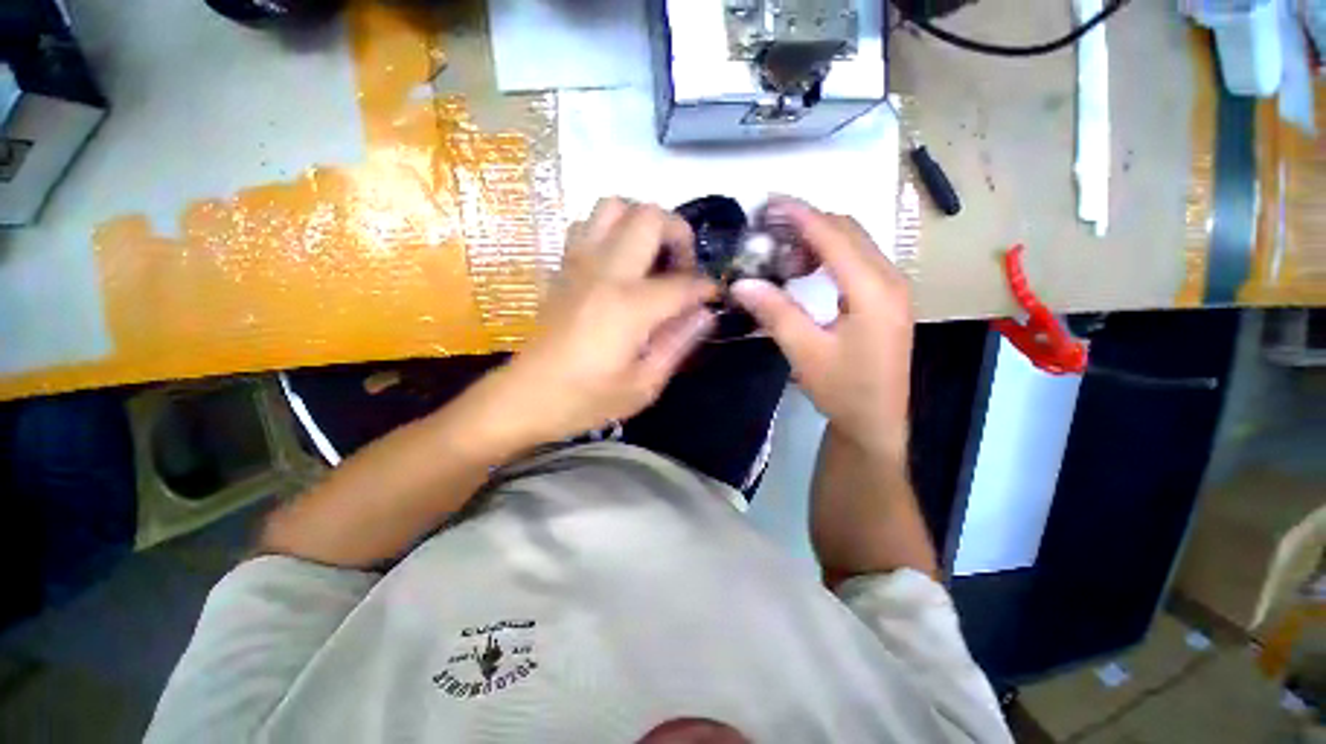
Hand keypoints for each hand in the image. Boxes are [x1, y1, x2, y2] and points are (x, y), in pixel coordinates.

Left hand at [472, 198, 717, 449]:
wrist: (525, 397)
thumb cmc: (586, 399)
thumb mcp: (643, 385)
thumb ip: (678, 343)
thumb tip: (705, 314)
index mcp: (630, 306)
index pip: (683, 283)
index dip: (706, 288)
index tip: (713, 298)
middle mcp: (605, 272)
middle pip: (649, 216)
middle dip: (678, 234)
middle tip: (682, 268)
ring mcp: (579, 264)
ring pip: (613, 207)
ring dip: (641, 224)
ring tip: (651, 259)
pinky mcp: (562, 268)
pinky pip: (587, 226)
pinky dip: (610, 232)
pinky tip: (618, 264)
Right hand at [731, 198, 912, 459]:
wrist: (875, 421)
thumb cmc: (843, 390)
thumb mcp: (805, 351)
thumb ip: (775, 312)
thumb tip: (742, 282)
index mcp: (873, 290)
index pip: (833, 236)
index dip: (800, 215)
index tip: (769, 202)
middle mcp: (890, 279)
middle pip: (848, 231)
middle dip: (808, 222)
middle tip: (768, 228)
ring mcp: (893, 288)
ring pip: (855, 243)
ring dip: (820, 237)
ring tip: (782, 248)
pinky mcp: (887, 299)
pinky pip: (859, 260)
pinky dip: (831, 254)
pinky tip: (807, 268)